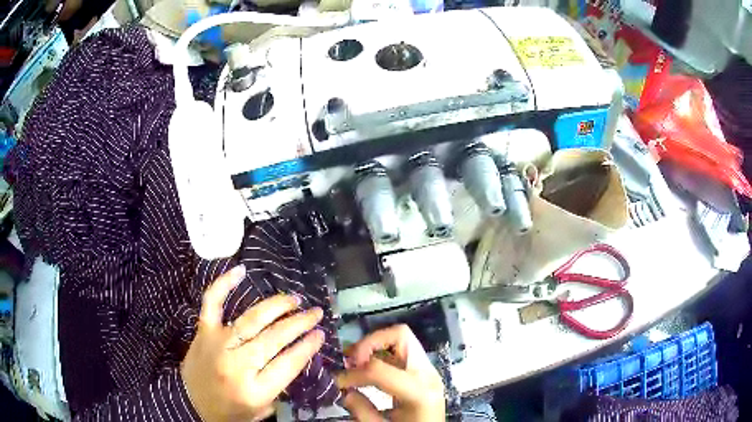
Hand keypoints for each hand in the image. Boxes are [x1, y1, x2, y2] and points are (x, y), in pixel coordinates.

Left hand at [181, 265, 324, 420]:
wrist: (191, 404)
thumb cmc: (230, 411)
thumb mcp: (262, 408)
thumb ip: (280, 384)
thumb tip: (297, 354)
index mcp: (254, 390)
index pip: (288, 363)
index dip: (308, 346)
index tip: (320, 333)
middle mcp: (237, 364)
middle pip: (274, 338)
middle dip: (300, 323)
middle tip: (315, 312)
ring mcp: (218, 344)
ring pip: (252, 319)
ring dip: (277, 306)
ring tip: (294, 299)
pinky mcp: (204, 332)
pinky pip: (212, 303)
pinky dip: (224, 284)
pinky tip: (241, 271)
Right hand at [337, 325, 444, 421]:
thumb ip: (361, 410)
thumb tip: (345, 391)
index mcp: (418, 392)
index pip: (379, 368)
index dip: (353, 373)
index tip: (339, 383)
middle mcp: (428, 374)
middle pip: (400, 335)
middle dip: (369, 344)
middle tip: (351, 362)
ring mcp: (429, 371)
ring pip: (401, 339)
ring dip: (374, 346)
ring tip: (356, 364)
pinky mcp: (425, 372)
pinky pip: (403, 352)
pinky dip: (382, 354)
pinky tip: (369, 370)